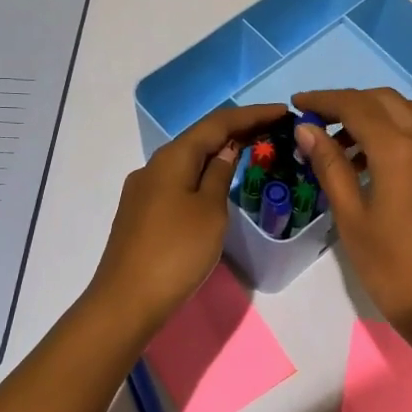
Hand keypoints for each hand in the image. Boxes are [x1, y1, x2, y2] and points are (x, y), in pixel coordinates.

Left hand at [89, 104, 287, 331]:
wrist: (128, 299)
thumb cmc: (177, 252)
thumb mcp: (210, 211)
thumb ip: (220, 175)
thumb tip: (227, 150)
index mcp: (172, 158)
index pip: (217, 123)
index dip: (252, 115)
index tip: (284, 112)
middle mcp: (154, 166)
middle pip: (200, 138)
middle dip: (236, 131)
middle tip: (273, 130)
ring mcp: (144, 190)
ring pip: (188, 160)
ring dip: (219, 153)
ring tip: (250, 152)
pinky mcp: (142, 213)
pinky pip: (179, 181)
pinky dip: (203, 174)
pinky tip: (216, 184)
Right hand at [292, 87, 411, 334]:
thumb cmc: (391, 268)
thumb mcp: (352, 217)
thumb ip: (330, 166)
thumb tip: (306, 130)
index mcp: (400, 151)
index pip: (356, 106)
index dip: (323, 101)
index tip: (296, 105)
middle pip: (383, 100)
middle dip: (347, 103)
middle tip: (314, 122)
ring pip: (404, 114)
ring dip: (370, 116)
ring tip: (335, 144)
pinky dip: (390, 133)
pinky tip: (365, 159)